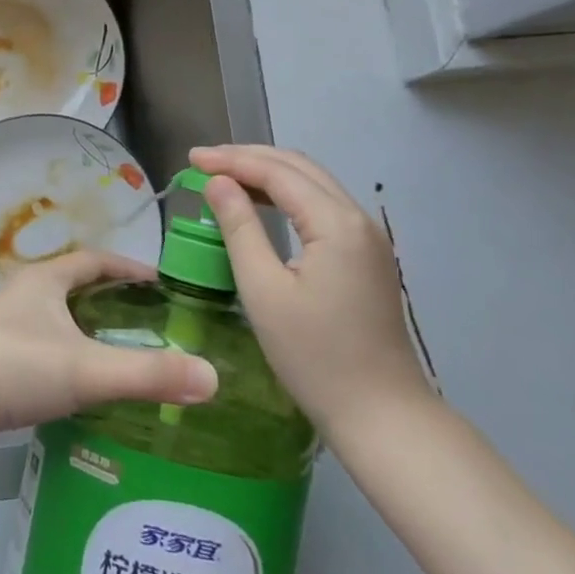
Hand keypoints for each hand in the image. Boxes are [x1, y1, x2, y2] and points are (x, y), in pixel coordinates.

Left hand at [0, 249, 218, 453]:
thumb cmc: (14, 367)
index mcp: (46, 280)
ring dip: (86, 332)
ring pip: (55, 320)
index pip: (95, 260)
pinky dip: (65, 360)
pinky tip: (78, 390)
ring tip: (121, 358)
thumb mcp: (87, 369)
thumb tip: (212, 378)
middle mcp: (23, 294)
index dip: (129, 268)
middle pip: (75, 288)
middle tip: (150, 325)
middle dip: (111, 301)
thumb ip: (148, 374)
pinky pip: (40, 350)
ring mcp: (3, 327)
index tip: (161, 284)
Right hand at [192, 145, 432, 439]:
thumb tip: (218, 183)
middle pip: (300, 168)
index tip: (191, 158)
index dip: (232, 160)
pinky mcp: (366, 256)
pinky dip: (287, 195)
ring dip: (268, 173)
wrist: (382, 415)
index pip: (278, 172)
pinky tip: (261, 204)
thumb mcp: (264, 291)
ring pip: (313, 184)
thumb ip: (240, 228)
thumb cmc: (314, 357)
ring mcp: (367, 238)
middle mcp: (358, 219)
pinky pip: (322, 206)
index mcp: (336, 224)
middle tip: (204, 161)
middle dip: (249, 158)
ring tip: (224, 176)